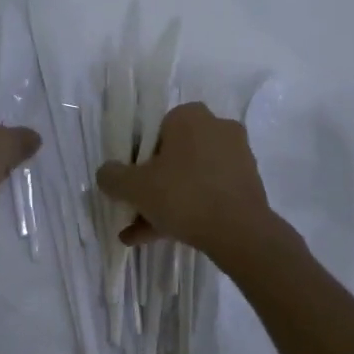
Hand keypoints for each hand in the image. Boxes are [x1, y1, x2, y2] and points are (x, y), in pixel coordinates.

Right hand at [97, 103, 297, 269]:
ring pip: (190, 178)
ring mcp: (236, 157)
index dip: (138, 159)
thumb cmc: (183, 195)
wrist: (240, 233)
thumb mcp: (135, 187)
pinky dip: (189, 210)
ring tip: (141, 233)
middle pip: (174, 156)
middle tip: (135, 209)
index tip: (132, 184)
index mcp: (190, 116)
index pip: (155, 131)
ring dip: (167, 202)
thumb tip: (105, 174)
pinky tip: (163, 238)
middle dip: (152, 186)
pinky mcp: (248, 184)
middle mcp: (217, 128)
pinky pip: (209, 193)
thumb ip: (113, 176)